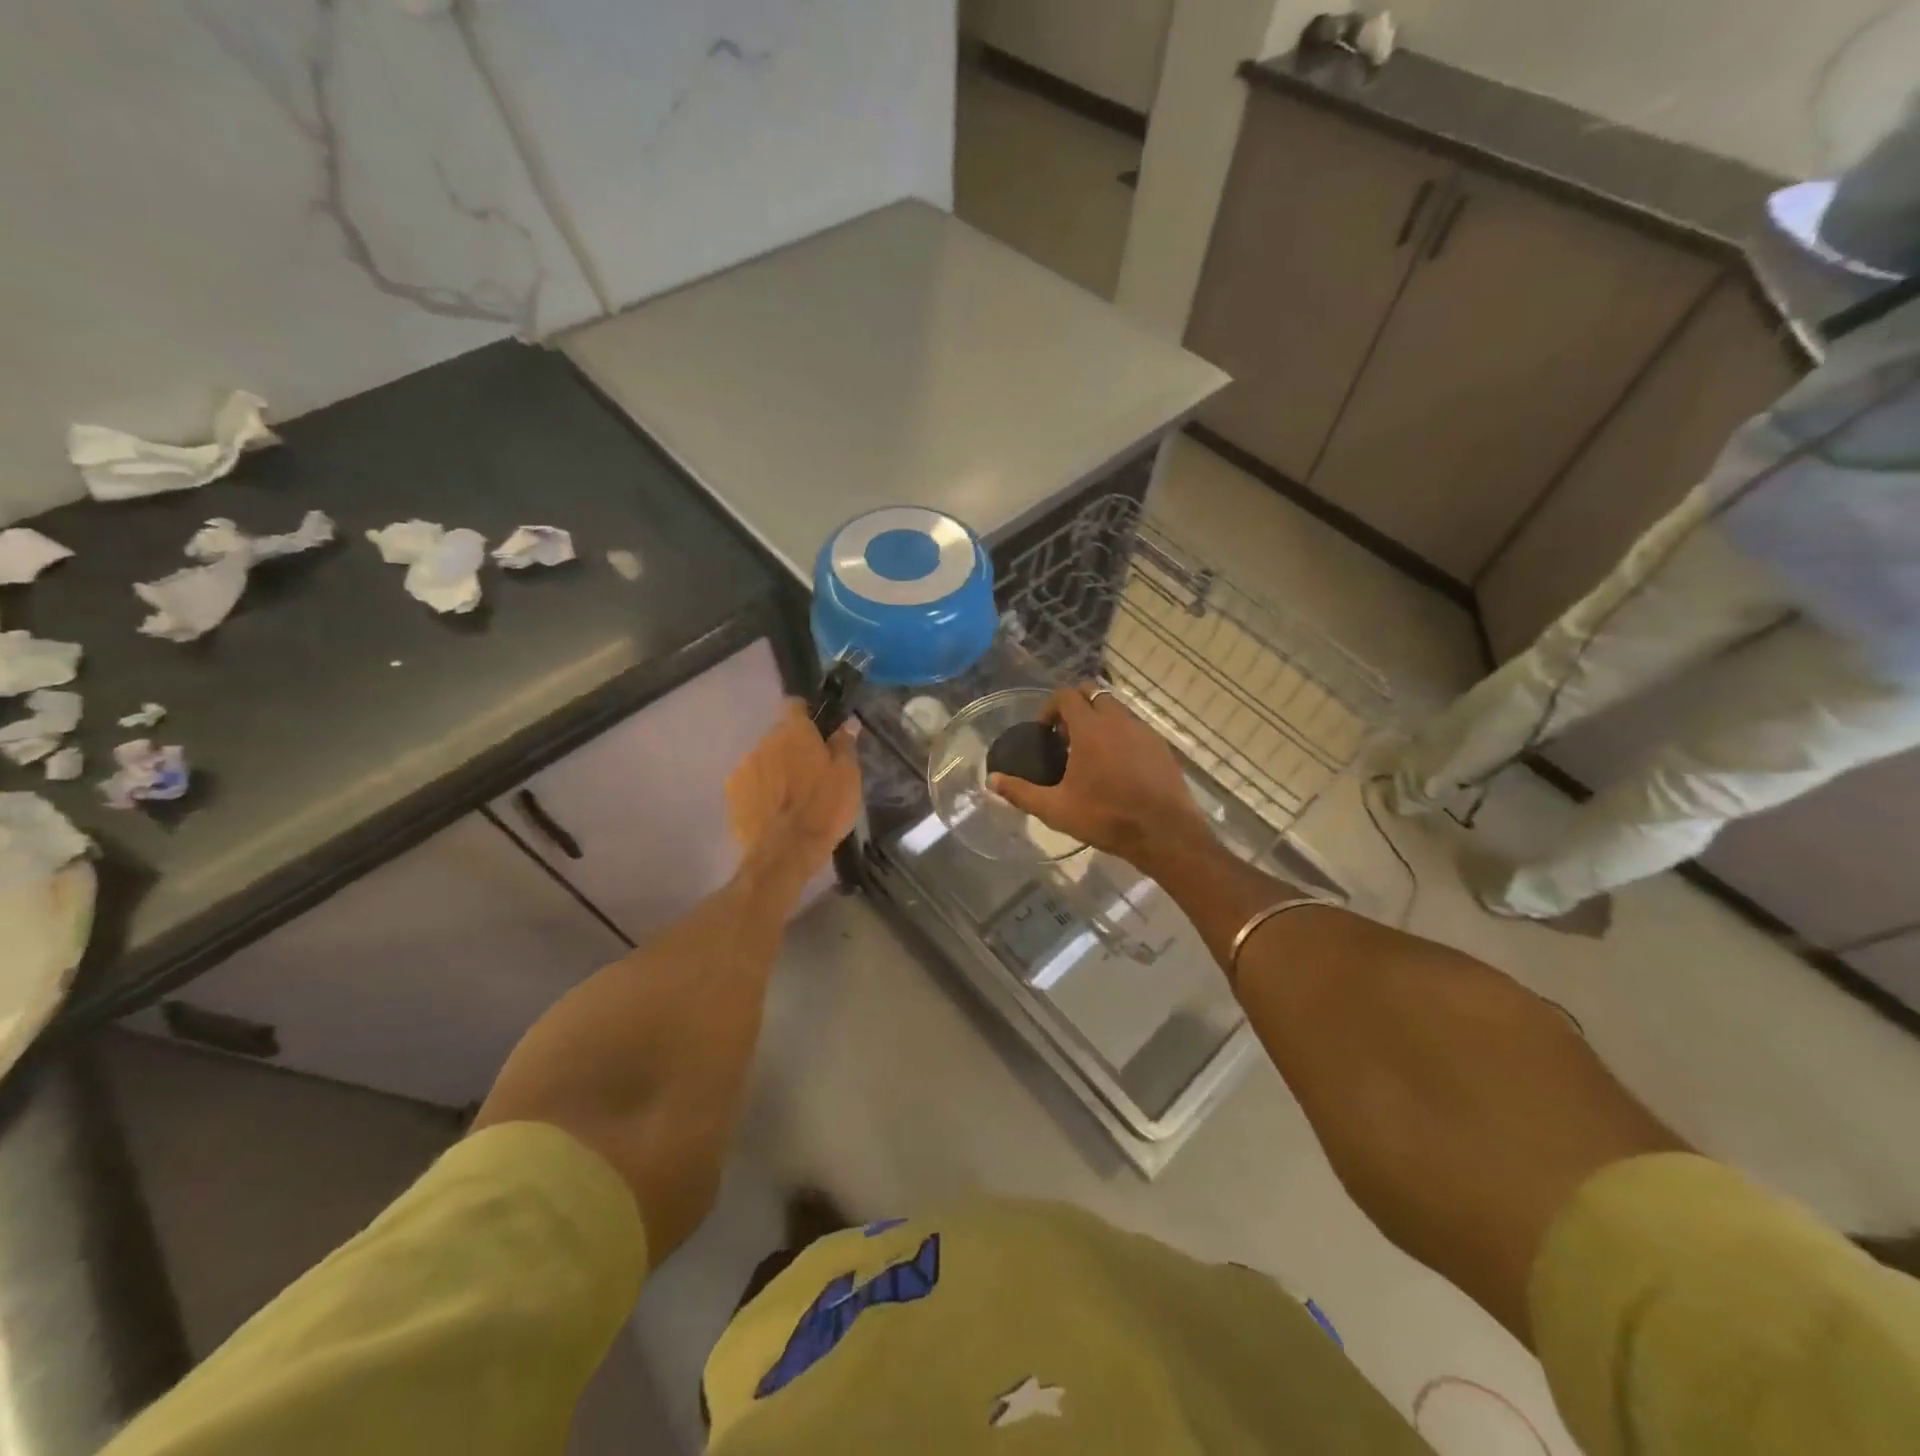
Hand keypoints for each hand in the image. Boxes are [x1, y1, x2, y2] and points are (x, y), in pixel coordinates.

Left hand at [727, 701, 861, 877]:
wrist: (786, 851)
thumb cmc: (825, 808)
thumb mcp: (847, 776)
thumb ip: (845, 745)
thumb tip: (848, 722)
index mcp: (795, 733)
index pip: (795, 705)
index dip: (806, 713)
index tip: (816, 728)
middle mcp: (765, 742)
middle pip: (779, 735)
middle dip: (792, 747)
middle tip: (809, 770)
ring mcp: (744, 767)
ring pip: (763, 759)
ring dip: (775, 768)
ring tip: (790, 794)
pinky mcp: (732, 793)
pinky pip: (750, 782)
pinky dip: (760, 789)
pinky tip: (772, 808)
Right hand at [989, 685, 1209, 866]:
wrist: (1164, 833)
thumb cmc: (1106, 817)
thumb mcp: (1056, 809)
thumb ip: (1021, 792)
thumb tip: (991, 781)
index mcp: (1090, 728)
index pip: (1067, 695)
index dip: (1051, 708)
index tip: (1045, 732)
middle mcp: (1118, 720)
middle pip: (1093, 694)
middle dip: (1076, 707)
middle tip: (1065, 737)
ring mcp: (1143, 731)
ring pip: (1117, 710)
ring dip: (1099, 720)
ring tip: (1089, 754)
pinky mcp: (1161, 747)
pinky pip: (1135, 728)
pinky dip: (1120, 735)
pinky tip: (1116, 767)